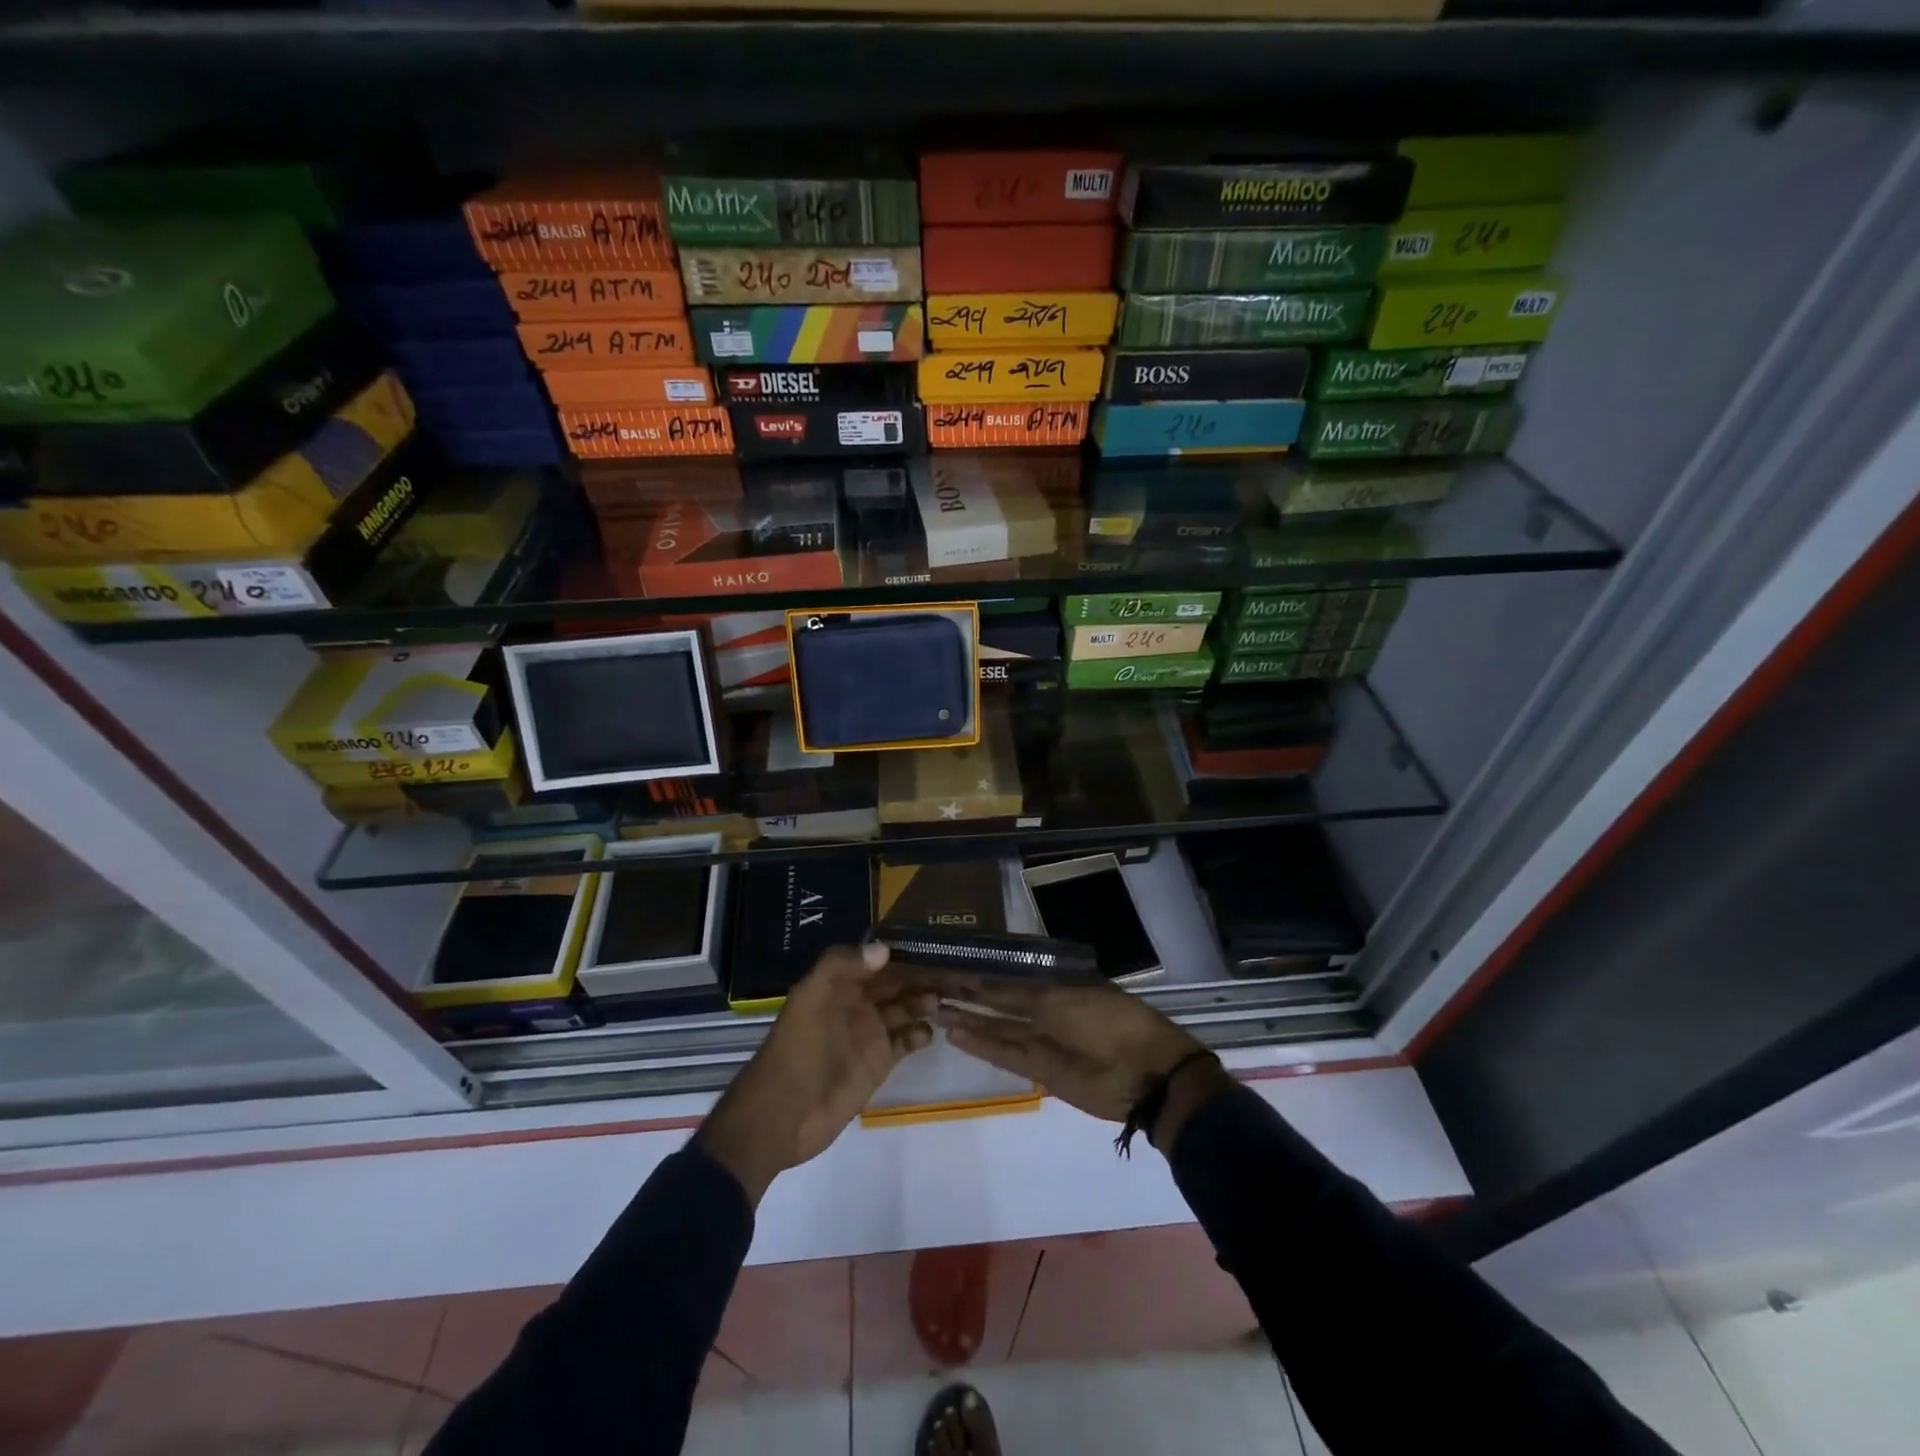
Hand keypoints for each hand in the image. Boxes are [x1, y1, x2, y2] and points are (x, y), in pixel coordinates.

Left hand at [696, 943, 934, 1204]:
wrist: (783, 1115)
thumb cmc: (797, 1050)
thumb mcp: (811, 1000)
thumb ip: (841, 967)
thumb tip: (885, 949)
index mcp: (839, 984)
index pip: (876, 959)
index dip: (902, 952)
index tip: (933, 943)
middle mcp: (857, 1003)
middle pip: (895, 982)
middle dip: (920, 975)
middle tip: (954, 970)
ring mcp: (869, 1033)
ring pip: (905, 1008)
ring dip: (924, 1001)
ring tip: (946, 1000)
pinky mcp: (879, 1063)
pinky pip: (906, 1041)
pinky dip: (921, 1034)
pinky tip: (931, 1031)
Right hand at [932, 978, 1227, 1149]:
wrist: (1145, 1073)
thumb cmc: (1109, 1020)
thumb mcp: (1064, 997)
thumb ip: (1023, 992)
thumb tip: (990, 977)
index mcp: (1055, 983)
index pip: (1010, 974)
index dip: (981, 969)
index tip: (952, 960)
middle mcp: (1044, 1008)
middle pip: (999, 1000)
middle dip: (969, 992)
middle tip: (933, 983)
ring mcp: (1040, 1039)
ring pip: (996, 1027)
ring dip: (968, 1019)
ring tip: (935, 1008)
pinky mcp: (1039, 1069)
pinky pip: (1004, 1053)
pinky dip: (980, 1045)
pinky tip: (955, 1034)